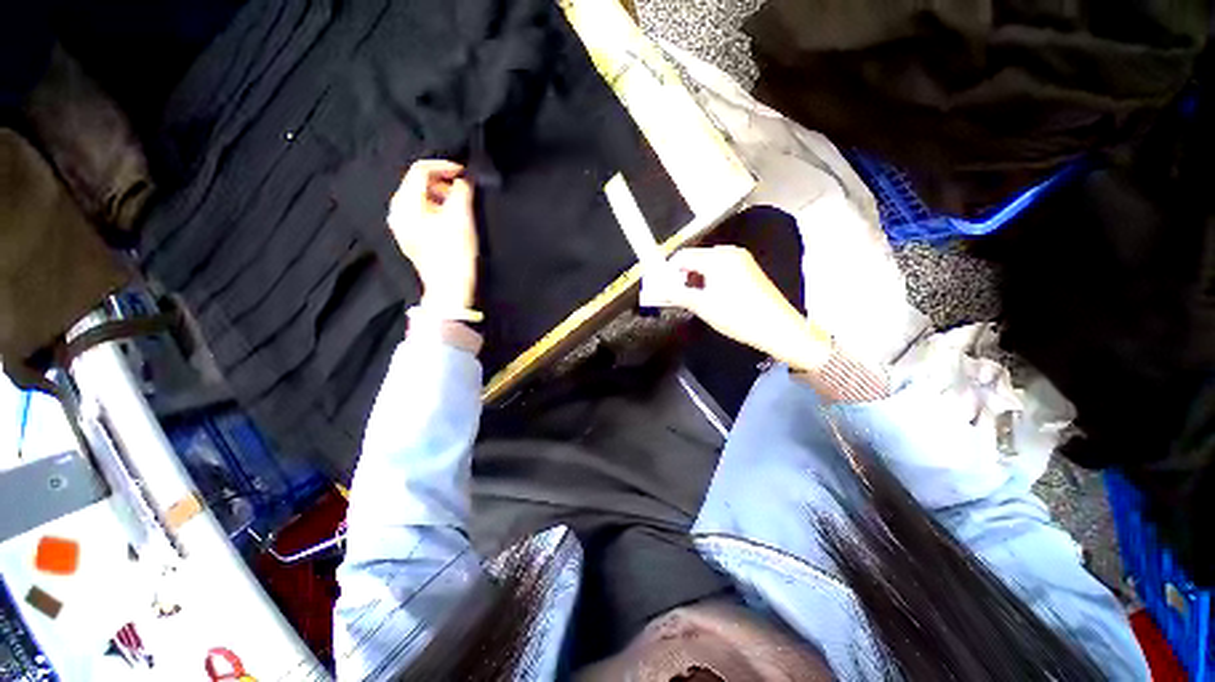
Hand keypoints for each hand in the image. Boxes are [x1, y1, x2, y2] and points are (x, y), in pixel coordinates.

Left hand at [388, 159, 477, 309]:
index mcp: (405, 205)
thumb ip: (462, 191)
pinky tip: (452, 219)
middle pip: (418, 183)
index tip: (465, 173)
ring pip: (420, 198)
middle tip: (464, 190)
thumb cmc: (454, 254)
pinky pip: (421, 213)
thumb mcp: (462, 218)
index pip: (420, 170)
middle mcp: (398, 212)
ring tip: (460, 205)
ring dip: (441, 196)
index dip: (444, 166)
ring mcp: (403, 226)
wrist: (450, 289)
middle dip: (443, 182)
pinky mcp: (412, 237)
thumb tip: (464, 180)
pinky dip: (437, 209)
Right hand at [645, 246, 832, 371]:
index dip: (667, 270)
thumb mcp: (703, 307)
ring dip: (695, 278)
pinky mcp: (748, 270)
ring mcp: (741, 260)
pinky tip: (708, 296)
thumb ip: (677, 295)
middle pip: (695, 258)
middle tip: (672, 294)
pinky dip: (709, 279)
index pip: (682, 257)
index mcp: (717, 258)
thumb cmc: (737, 316)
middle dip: (681, 275)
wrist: (778, 327)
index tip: (659, 286)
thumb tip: (659, 290)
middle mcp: (729, 252)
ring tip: (689, 298)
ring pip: (708, 264)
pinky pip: (721, 269)